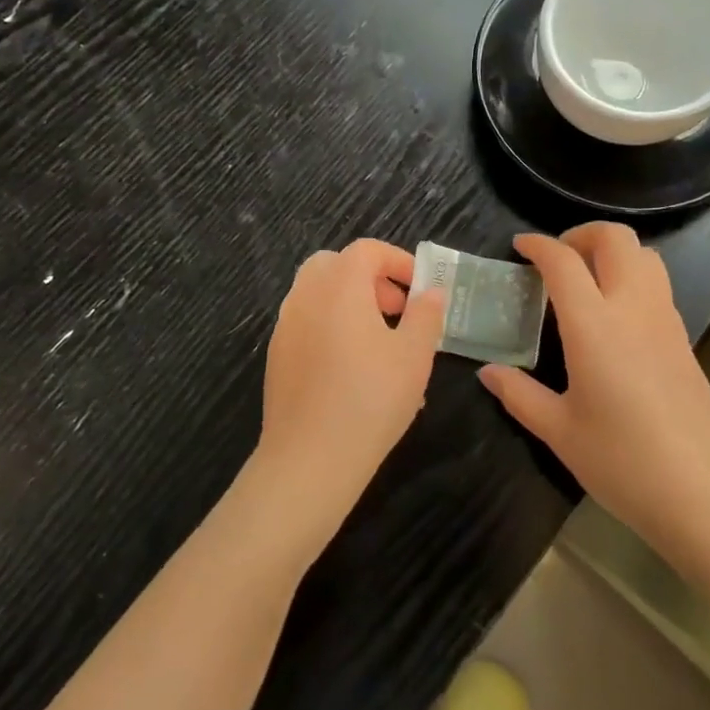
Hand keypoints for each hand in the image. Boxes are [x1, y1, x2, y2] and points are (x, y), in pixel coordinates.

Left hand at [253, 239, 446, 546]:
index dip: (398, 261)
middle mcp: (305, 296)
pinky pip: (308, 323)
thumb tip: (431, 292)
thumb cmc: (370, 399)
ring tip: (382, 343)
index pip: (366, 250)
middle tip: (396, 310)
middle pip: (335, 265)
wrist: (310, 458)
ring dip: (350, 303)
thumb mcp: (414, 355)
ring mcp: (285, 326)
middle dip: (369, 279)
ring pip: (318, 294)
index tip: (420, 288)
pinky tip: (355, 370)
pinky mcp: (277, 356)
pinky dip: (332, 326)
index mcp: (339, 286)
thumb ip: (425, 315)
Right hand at [478, 224, 709, 560]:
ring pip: (646, 256)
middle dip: (581, 234)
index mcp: (595, 326)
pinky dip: (631, 278)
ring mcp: (666, 322)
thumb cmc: (622, 462)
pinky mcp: (685, 341)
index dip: (538, 245)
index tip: (519, 246)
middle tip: (556, 259)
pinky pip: (657, 286)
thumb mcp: (559, 431)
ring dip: (612, 252)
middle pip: (616, 239)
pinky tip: (612, 318)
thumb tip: (488, 372)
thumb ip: (519, 394)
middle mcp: (634, 309)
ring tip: (584, 281)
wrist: (704, 497)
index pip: (564, 262)